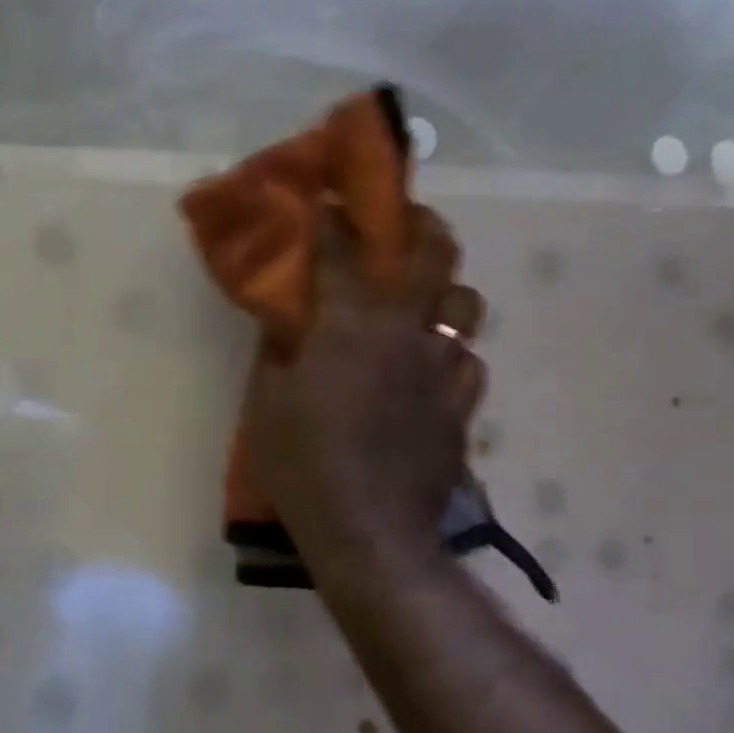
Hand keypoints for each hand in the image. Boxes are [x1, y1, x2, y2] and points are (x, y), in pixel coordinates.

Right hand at [242, 210, 486, 581]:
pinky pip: (466, 360)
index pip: (343, 249)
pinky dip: (449, 353)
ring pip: (465, 304)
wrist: (369, 530)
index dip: (333, 219)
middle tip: (403, 226)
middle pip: (435, 252)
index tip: (326, 203)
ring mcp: (443, 367)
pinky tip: (431, 371)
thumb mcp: (267, 403)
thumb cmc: (302, 463)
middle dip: (419, 225)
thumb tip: (284, 319)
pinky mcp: (462, 406)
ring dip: (443, 294)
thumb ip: (276, 350)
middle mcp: (407, 329)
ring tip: (422, 307)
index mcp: (352, 322)